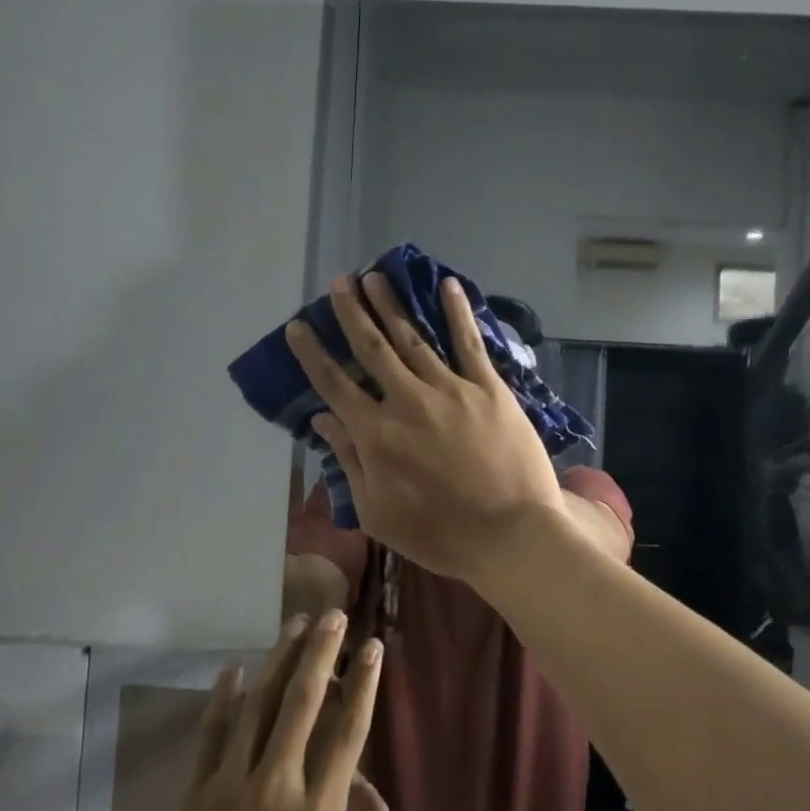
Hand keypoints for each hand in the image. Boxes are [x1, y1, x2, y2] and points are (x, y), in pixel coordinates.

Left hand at [115, 611, 388, 810]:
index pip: (348, 733)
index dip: (363, 685)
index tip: (372, 648)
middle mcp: (278, 785)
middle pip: (304, 702)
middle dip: (322, 652)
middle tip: (333, 615)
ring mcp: (232, 783)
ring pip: (260, 704)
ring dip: (280, 658)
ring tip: (295, 622)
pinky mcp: (195, 793)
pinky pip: (212, 734)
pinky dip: (223, 697)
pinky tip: (233, 667)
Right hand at [285, 272, 563, 579]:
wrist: (511, 534)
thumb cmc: (439, 533)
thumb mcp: (377, 512)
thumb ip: (349, 461)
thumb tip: (323, 419)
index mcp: (376, 434)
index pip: (334, 384)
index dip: (313, 353)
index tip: (299, 326)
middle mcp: (406, 400)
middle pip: (372, 347)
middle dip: (353, 311)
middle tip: (340, 281)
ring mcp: (450, 389)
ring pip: (412, 337)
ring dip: (391, 304)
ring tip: (375, 276)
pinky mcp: (488, 387)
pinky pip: (469, 342)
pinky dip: (458, 312)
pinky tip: (447, 285)